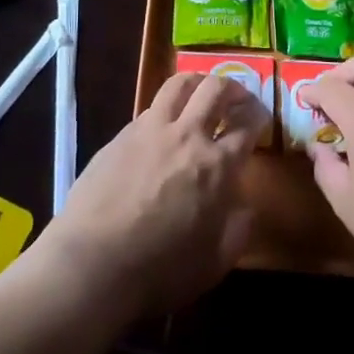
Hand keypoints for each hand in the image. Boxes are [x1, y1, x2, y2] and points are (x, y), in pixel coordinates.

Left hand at [36, 72, 266, 317]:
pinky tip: (164, 126)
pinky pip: (150, 108)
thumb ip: (238, 227)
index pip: (247, 124)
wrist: (92, 264)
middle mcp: (187, 135)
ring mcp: (150, 130)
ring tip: (201, 93)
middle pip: (215, 89)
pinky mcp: (120, 135)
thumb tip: (245, 205)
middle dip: (233, 87)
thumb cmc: (161, 270)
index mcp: (217, 165)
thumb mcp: (216, 261)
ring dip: (198, 82)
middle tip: (237, 98)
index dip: (259, 117)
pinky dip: (166, 108)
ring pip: (179, 84)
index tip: (261, 119)